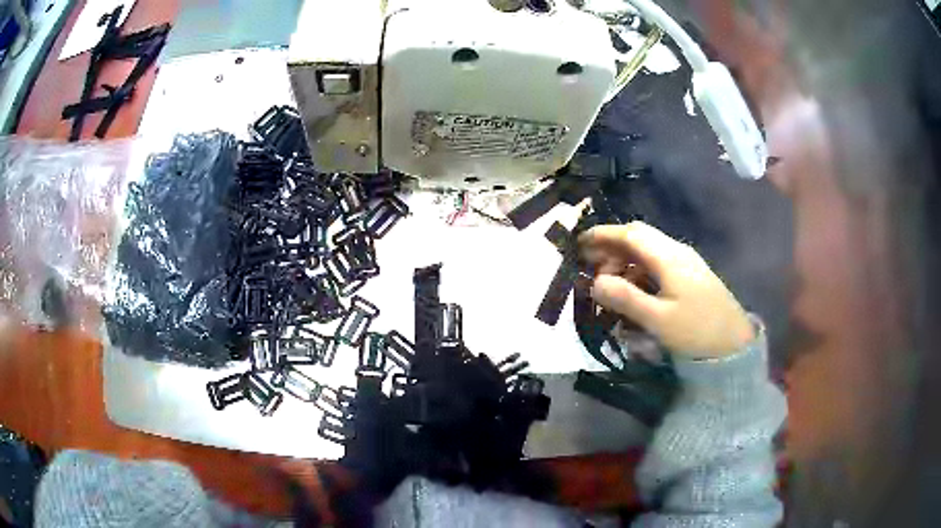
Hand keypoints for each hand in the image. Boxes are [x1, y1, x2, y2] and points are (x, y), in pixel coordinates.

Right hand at [579, 222, 753, 358]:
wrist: (734, 344)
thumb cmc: (696, 331)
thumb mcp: (658, 319)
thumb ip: (626, 298)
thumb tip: (594, 282)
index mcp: (669, 257)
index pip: (630, 234)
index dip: (603, 235)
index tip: (579, 243)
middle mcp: (677, 252)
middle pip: (639, 238)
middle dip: (612, 249)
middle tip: (591, 269)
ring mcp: (686, 262)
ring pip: (648, 251)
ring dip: (626, 261)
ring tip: (610, 285)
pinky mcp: (691, 275)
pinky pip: (658, 264)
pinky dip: (639, 271)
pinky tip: (634, 291)